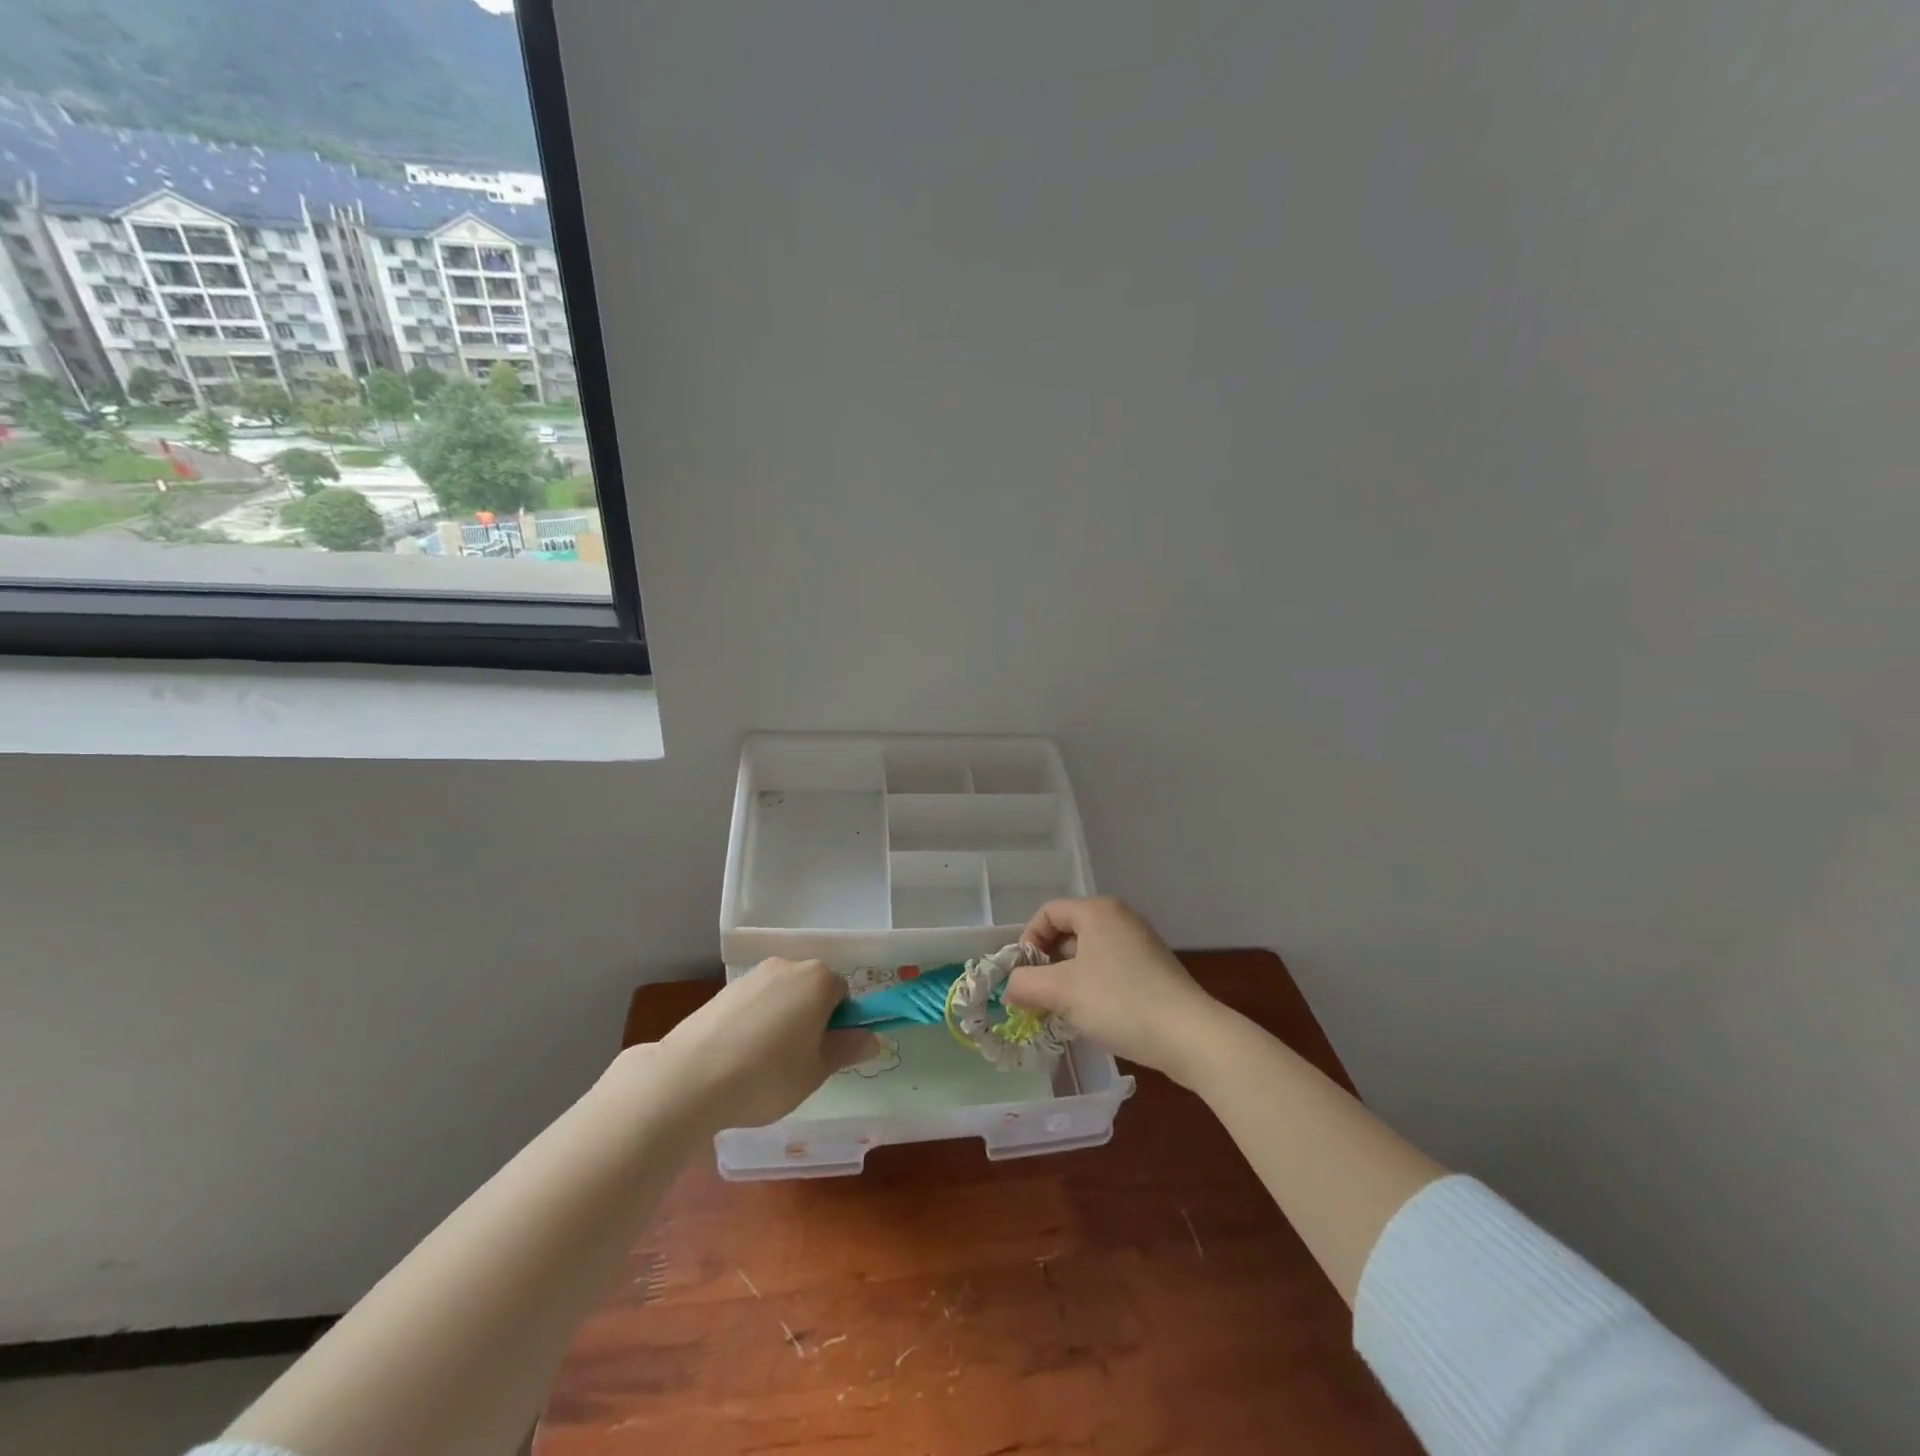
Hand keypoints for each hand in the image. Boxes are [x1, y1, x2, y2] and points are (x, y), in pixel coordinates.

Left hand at [653, 959, 880, 1128]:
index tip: (825, 1054)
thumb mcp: (816, 1070)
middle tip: (799, 1061)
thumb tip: (872, 1038)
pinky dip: (754, 1023)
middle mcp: (787, 966)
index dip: (839, 1024)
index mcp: (818, 980)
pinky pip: (753, 1004)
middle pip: (811, 989)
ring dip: (782, 1020)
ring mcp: (752, 976)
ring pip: (781, 996)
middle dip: (811, 1018)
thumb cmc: (768, 1075)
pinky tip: (739, 1057)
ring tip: (764, 1064)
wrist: (690, 1077)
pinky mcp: (723, 991)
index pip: (843, 994)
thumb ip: (846, 1049)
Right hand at [1004, 897, 1226, 1085]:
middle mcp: (1120, 918)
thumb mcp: (1061, 992)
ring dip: (1068, 979)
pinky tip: (1092, 1017)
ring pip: (1089, 954)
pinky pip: (1110, 969)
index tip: (1024, 976)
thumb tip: (1010, 987)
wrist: (1190, 1036)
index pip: (1048, 913)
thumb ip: (1026, 984)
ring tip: (1061, 1011)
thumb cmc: (1119, 1002)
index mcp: (1097, 911)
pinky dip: (1093, 987)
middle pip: (1068, 932)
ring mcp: (1141, 943)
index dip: (1028, 941)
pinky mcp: (1154, 969)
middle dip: (1047, 964)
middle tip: (1038, 996)